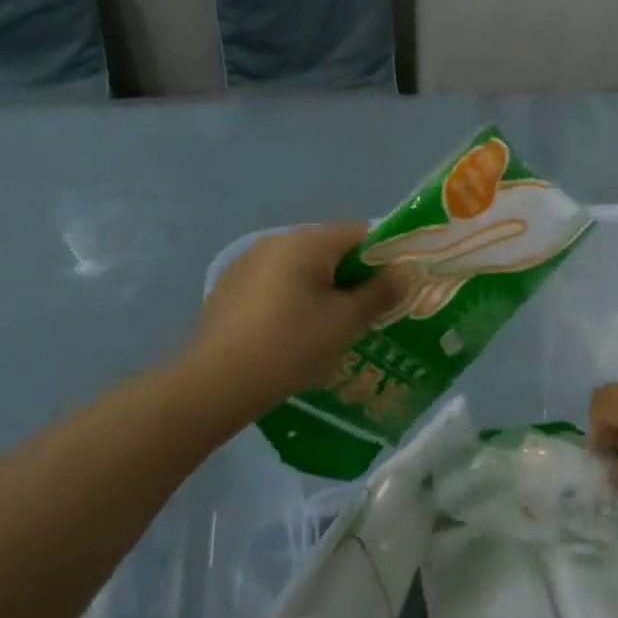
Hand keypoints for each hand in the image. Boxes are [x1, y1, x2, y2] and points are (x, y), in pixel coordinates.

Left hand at [178, 223, 405, 424]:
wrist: (216, 383)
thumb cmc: (290, 345)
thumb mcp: (345, 321)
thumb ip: (378, 293)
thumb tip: (402, 275)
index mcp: (306, 242)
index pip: (360, 233)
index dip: (385, 257)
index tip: (394, 288)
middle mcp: (275, 242)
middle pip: (330, 250)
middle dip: (354, 276)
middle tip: (368, 312)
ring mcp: (247, 264)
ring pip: (302, 268)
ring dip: (324, 289)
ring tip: (333, 326)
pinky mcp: (230, 289)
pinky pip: (277, 284)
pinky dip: (295, 299)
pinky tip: (295, 333)